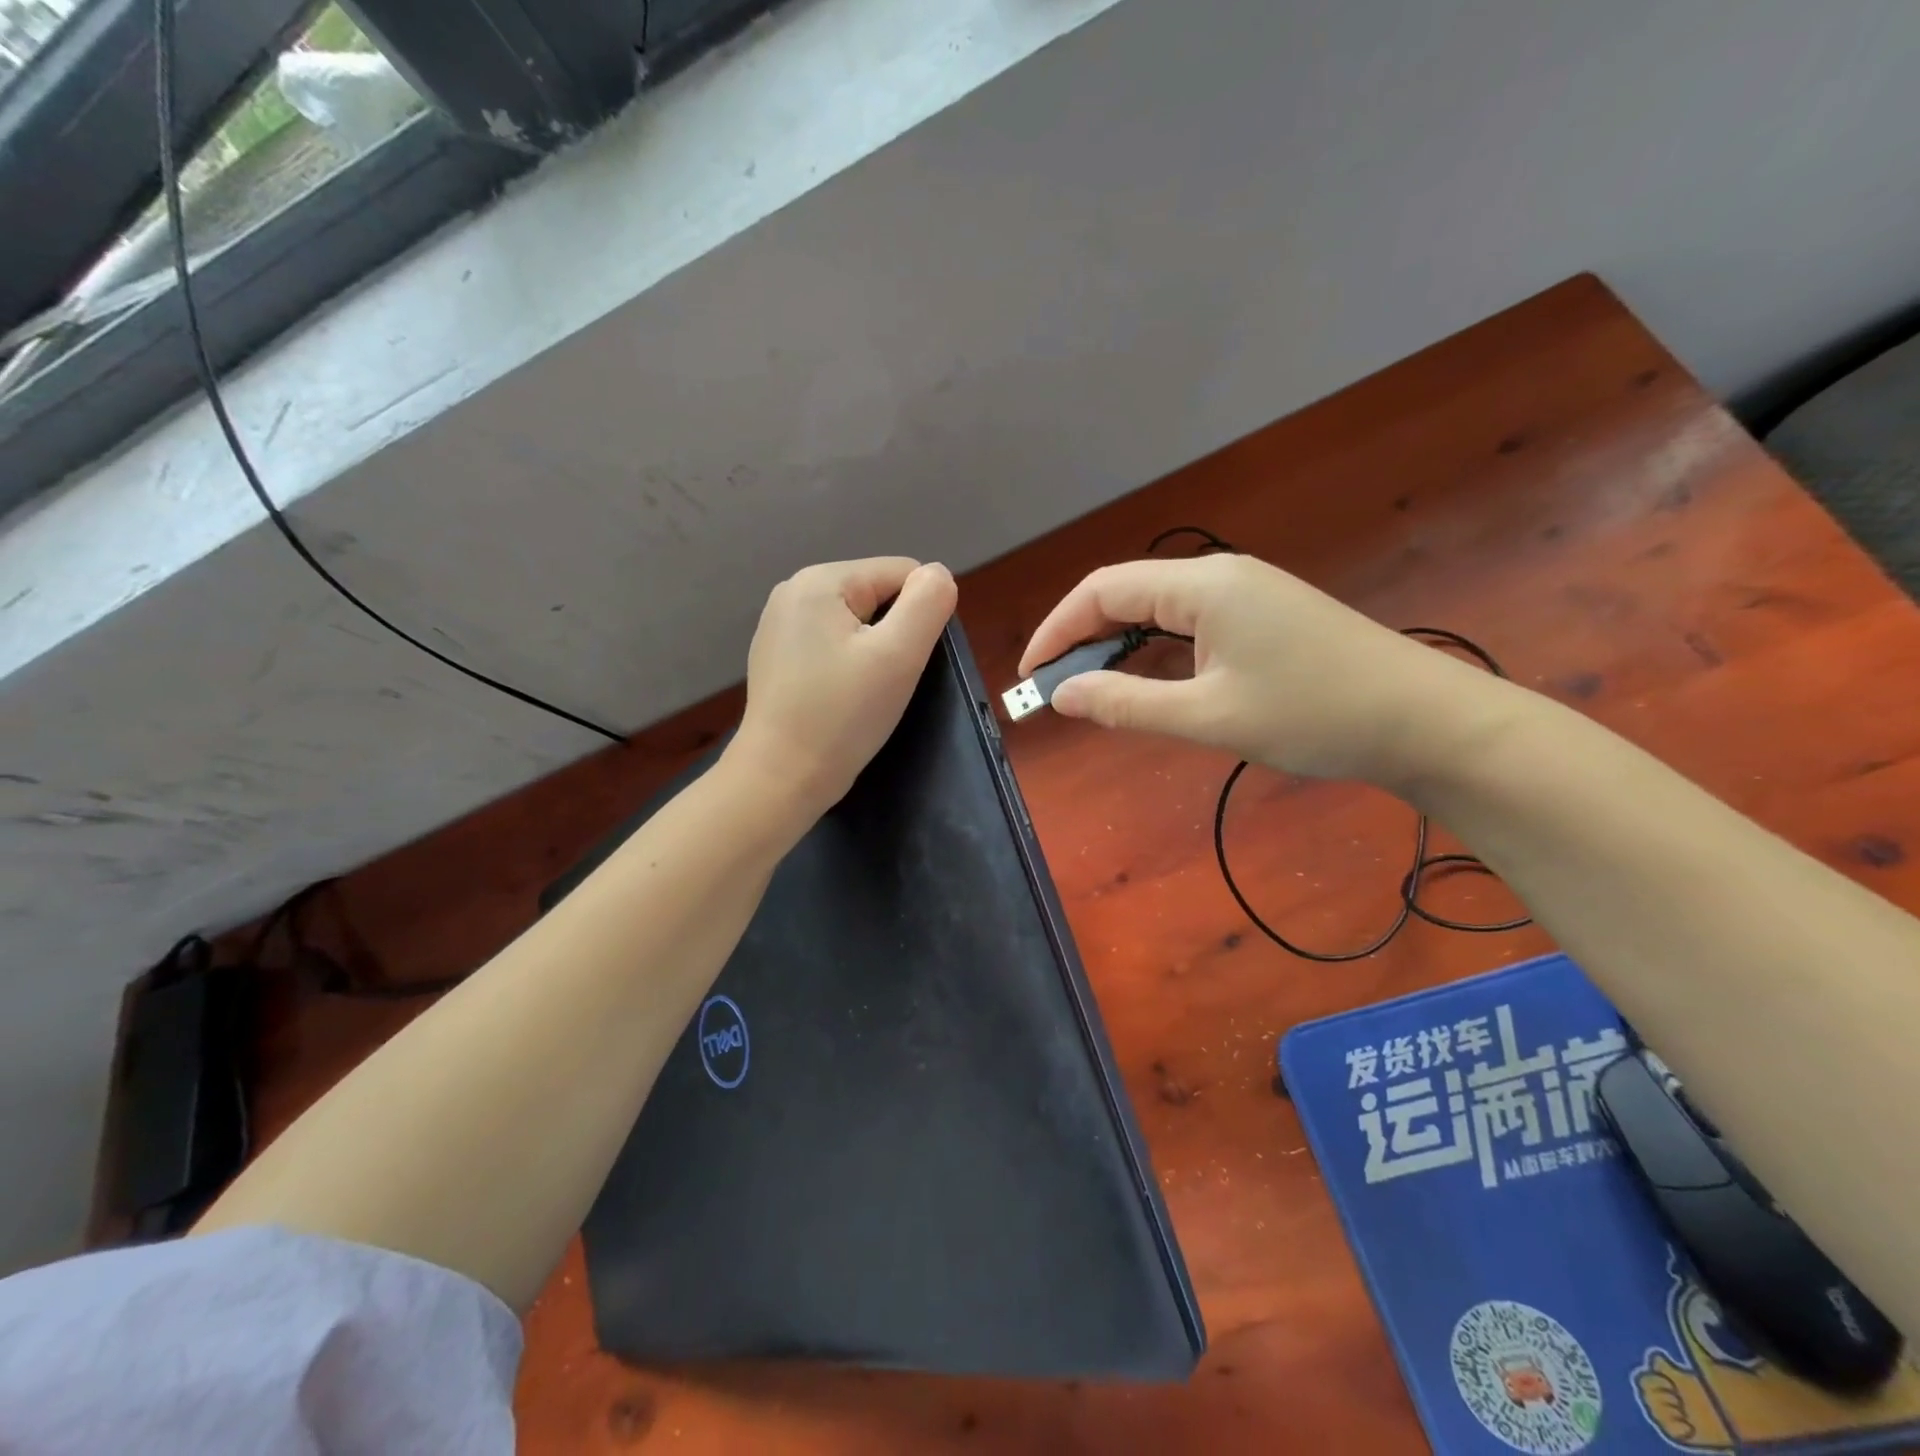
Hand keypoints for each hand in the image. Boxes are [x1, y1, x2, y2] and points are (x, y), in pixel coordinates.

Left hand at [729, 557, 957, 819]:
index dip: (920, 617)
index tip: (903, 663)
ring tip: (864, 692)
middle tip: (884, 682)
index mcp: (820, 579)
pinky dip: (848, 666)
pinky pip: (833, 644)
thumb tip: (938, 574)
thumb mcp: (898, 655)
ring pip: (858, 622)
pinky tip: (840, 698)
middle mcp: (794, 590)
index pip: (902, 573)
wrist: (781, 778)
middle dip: (894, 634)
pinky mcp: (777, 656)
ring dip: (874, 652)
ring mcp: (781, 624)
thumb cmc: (843, 716)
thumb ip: (927, 603)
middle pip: (878, 595)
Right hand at [1018, 555, 1514, 786]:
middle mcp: (1219, 576)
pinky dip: (1154, 650)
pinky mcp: (1264, 615)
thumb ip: (1127, 704)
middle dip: (1081, 638)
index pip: (1102, 591)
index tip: (1028, 676)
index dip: (1056, 630)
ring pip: (1157, 609)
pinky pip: (1188, 623)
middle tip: (1053, 689)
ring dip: (1116, 645)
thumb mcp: (1209, 717)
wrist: (1423, 721)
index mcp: (1202, 586)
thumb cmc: (1313, 715)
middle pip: (1126, 593)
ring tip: (1089, 688)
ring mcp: (1246, 593)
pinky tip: (1147, 681)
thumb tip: (1062, 696)